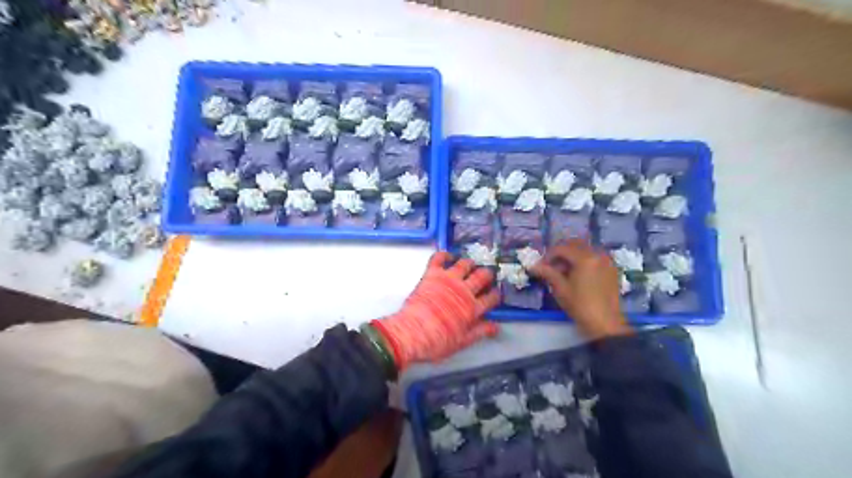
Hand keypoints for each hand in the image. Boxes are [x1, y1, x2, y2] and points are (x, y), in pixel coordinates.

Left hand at [372, 253, 499, 371]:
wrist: (412, 333)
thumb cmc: (437, 341)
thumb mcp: (462, 342)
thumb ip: (480, 332)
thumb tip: (496, 327)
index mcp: (473, 309)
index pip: (490, 298)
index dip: (494, 295)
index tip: (494, 294)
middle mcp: (464, 291)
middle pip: (481, 277)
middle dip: (486, 275)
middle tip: (485, 276)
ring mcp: (448, 280)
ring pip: (465, 264)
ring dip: (469, 263)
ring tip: (470, 265)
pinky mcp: (432, 274)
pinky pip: (439, 258)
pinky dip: (444, 254)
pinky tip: (448, 256)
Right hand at [530, 238, 630, 340]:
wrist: (605, 324)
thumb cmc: (580, 306)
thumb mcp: (561, 289)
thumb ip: (548, 273)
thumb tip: (533, 266)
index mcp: (585, 258)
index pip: (562, 248)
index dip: (548, 256)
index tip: (541, 267)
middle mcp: (598, 254)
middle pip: (575, 245)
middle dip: (561, 253)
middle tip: (551, 267)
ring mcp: (607, 261)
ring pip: (585, 250)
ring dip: (572, 256)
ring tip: (563, 272)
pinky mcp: (611, 269)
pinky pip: (594, 257)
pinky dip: (584, 261)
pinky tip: (577, 275)